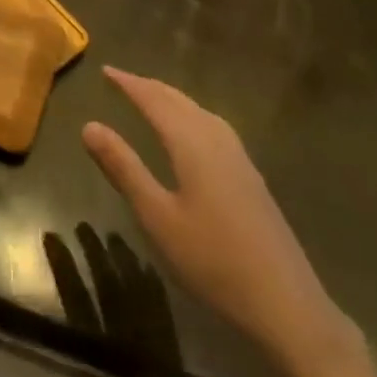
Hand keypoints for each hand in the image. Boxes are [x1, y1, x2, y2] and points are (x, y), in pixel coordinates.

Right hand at [82, 66, 358, 376]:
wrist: (286, 305)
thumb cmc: (213, 260)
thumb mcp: (156, 216)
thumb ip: (123, 168)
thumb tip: (89, 125)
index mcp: (192, 144)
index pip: (155, 101)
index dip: (129, 84)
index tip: (105, 70)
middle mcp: (218, 141)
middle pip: (180, 102)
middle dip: (149, 87)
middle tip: (121, 79)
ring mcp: (240, 159)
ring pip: (200, 113)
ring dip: (172, 100)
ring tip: (150, 98)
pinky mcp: (251, 178)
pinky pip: (213, 127)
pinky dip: (190, 116)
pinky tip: (191, 133)